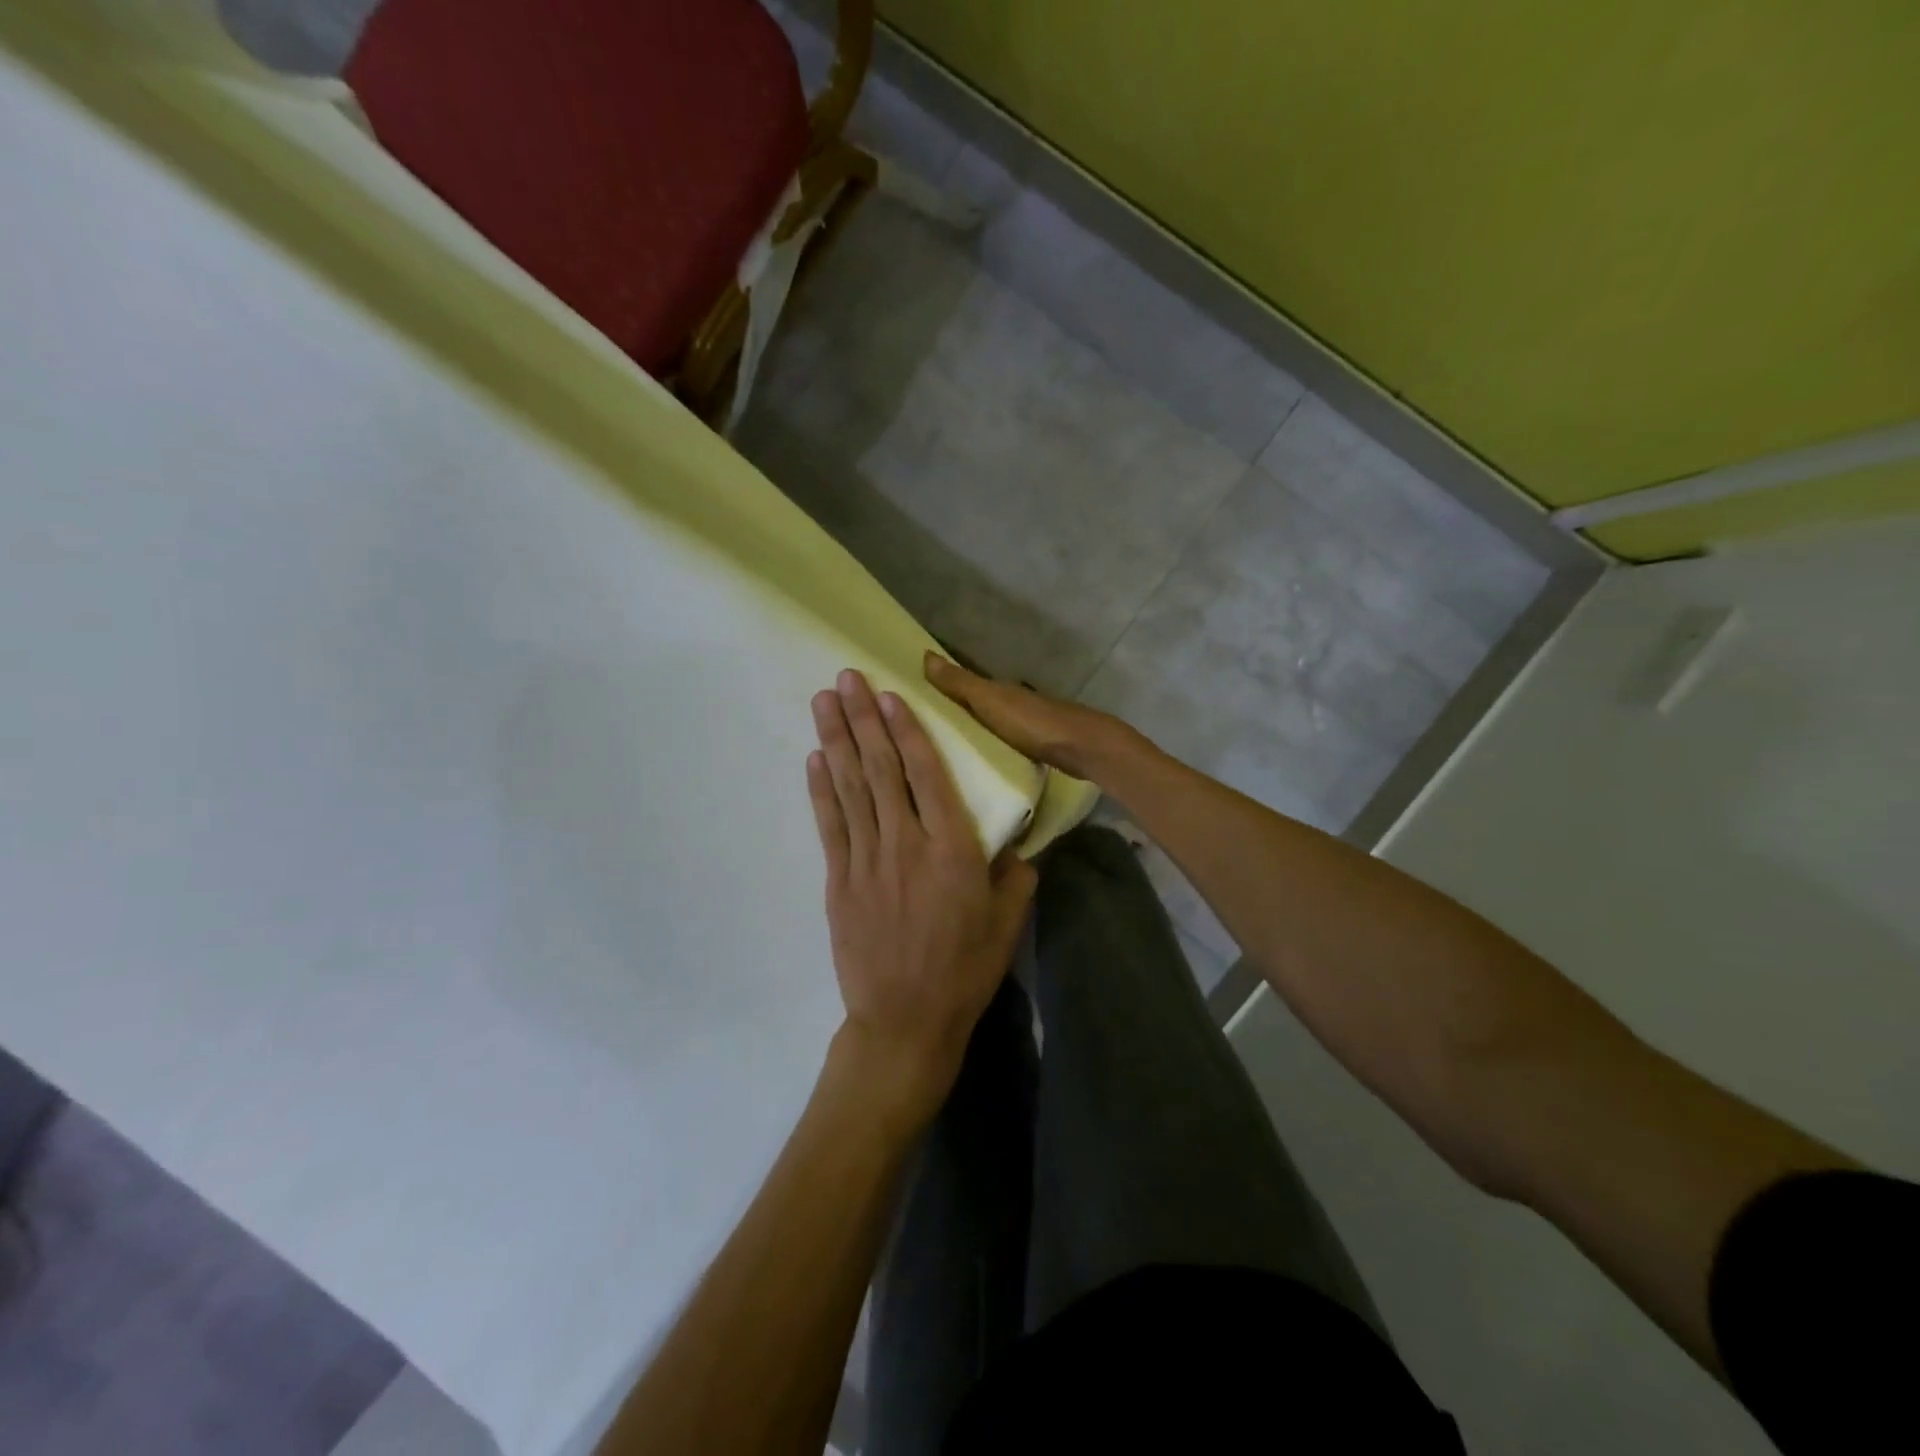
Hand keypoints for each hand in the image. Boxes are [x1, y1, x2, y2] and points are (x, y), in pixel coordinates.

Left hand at [808, 670, 1036, 1123]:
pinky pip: (829, 824)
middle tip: (845, 677)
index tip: (890, 695)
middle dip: (862, 718)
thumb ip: (1015, 876)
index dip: (906, 730)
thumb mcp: (1007, 923)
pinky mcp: (839, 880)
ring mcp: (867, 860)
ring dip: (835, 740)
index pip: (927, 774)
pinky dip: (820, 789)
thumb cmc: (963, 970)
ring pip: (849, 787)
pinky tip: (814, 758)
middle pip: (880, 769)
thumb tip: (1016, 845)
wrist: (905, 1021)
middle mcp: (906, 843)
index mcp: (952, 849)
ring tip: (823, 701)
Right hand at [924, 652, 1139, 782]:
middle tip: (920, 732)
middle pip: (974, 705)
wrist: (1082, 748)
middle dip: (952, 713)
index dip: (937, 689)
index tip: (910, 702)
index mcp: (996, 689)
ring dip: (971, 732)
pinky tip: (978, 761)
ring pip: (989, 725)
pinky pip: (1002, 744)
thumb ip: (960, 683)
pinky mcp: (1035, 748)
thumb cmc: (1032, 723)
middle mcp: (1010, 702)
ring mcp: (1025, 725)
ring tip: (943, 750)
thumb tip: (925, 654)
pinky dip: (989, 746)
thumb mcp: (990, 702)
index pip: (960, 685)